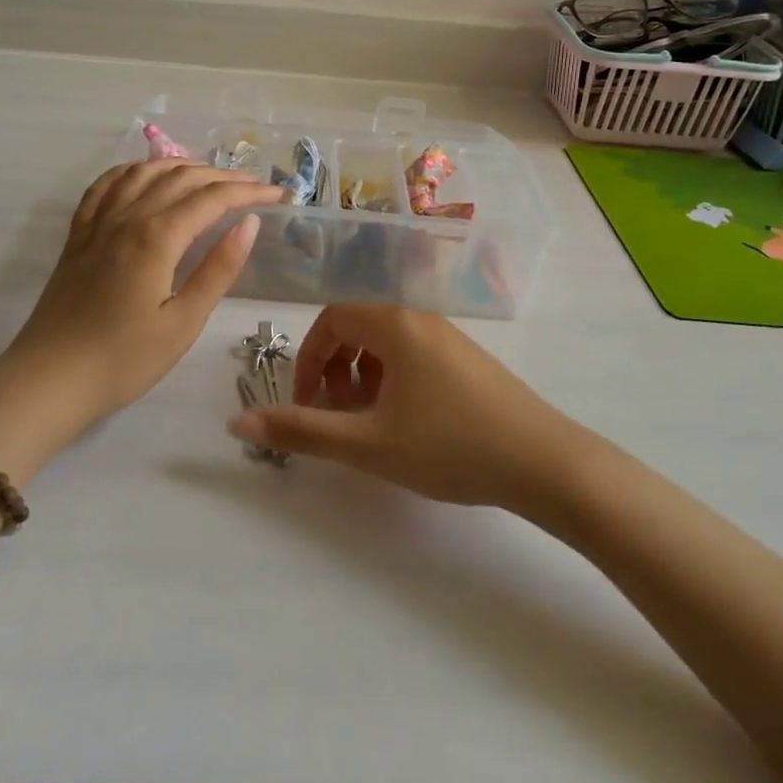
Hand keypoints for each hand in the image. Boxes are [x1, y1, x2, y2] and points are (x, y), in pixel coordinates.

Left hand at [0, 160, 283, 425]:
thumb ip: (218, 269)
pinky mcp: (78, 234)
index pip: (212, 198)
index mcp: (156, 236)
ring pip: (143, 172)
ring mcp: (97, 222)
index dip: (249, 191)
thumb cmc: (124, 360)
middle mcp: (127, 216)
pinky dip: (132, 171)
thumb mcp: (183, 322)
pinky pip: (105, 185)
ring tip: (209, 177)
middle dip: (223, 176)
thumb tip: (249, 223)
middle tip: (254, 187)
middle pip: (181, 177)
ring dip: (181, 166)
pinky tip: (144, 177)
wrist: (48, 381)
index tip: (279, 195)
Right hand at [226, 303, 583, 511]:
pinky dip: (392, 382)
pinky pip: (413, 357)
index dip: (307, 361)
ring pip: (386, 346)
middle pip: (357, 329)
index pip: (331, 320)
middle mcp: (421, 319)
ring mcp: (449, 338)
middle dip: (333, 371)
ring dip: (362, 379)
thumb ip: (302, 431)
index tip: (305, 406)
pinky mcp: (469, 361)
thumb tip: (237, 420)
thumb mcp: (368, 443)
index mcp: (395, 324)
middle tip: (333, 418)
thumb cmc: (449, 446)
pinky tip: (405, 425)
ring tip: (366, 426)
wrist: (544, 463)